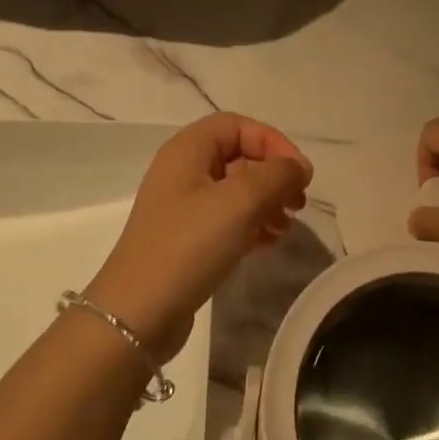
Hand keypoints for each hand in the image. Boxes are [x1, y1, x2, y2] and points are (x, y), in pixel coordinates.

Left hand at [85, 113, 312, 361]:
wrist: (138, 314)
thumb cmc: (189, 245)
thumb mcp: (239, 202)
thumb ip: (276, 176)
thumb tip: (298, 167)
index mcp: (187, 150)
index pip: (237, 125)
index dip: (272, 141)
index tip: (299, 173)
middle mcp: (182, 171)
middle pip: (238, 156)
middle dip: (273, 175)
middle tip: (298, 202)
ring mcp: (182, 207)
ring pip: (235, 190)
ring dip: (267, 202)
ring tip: (287, 227)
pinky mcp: (186, 240)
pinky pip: (227, 219)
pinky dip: (252, 224)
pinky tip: (270, 242)